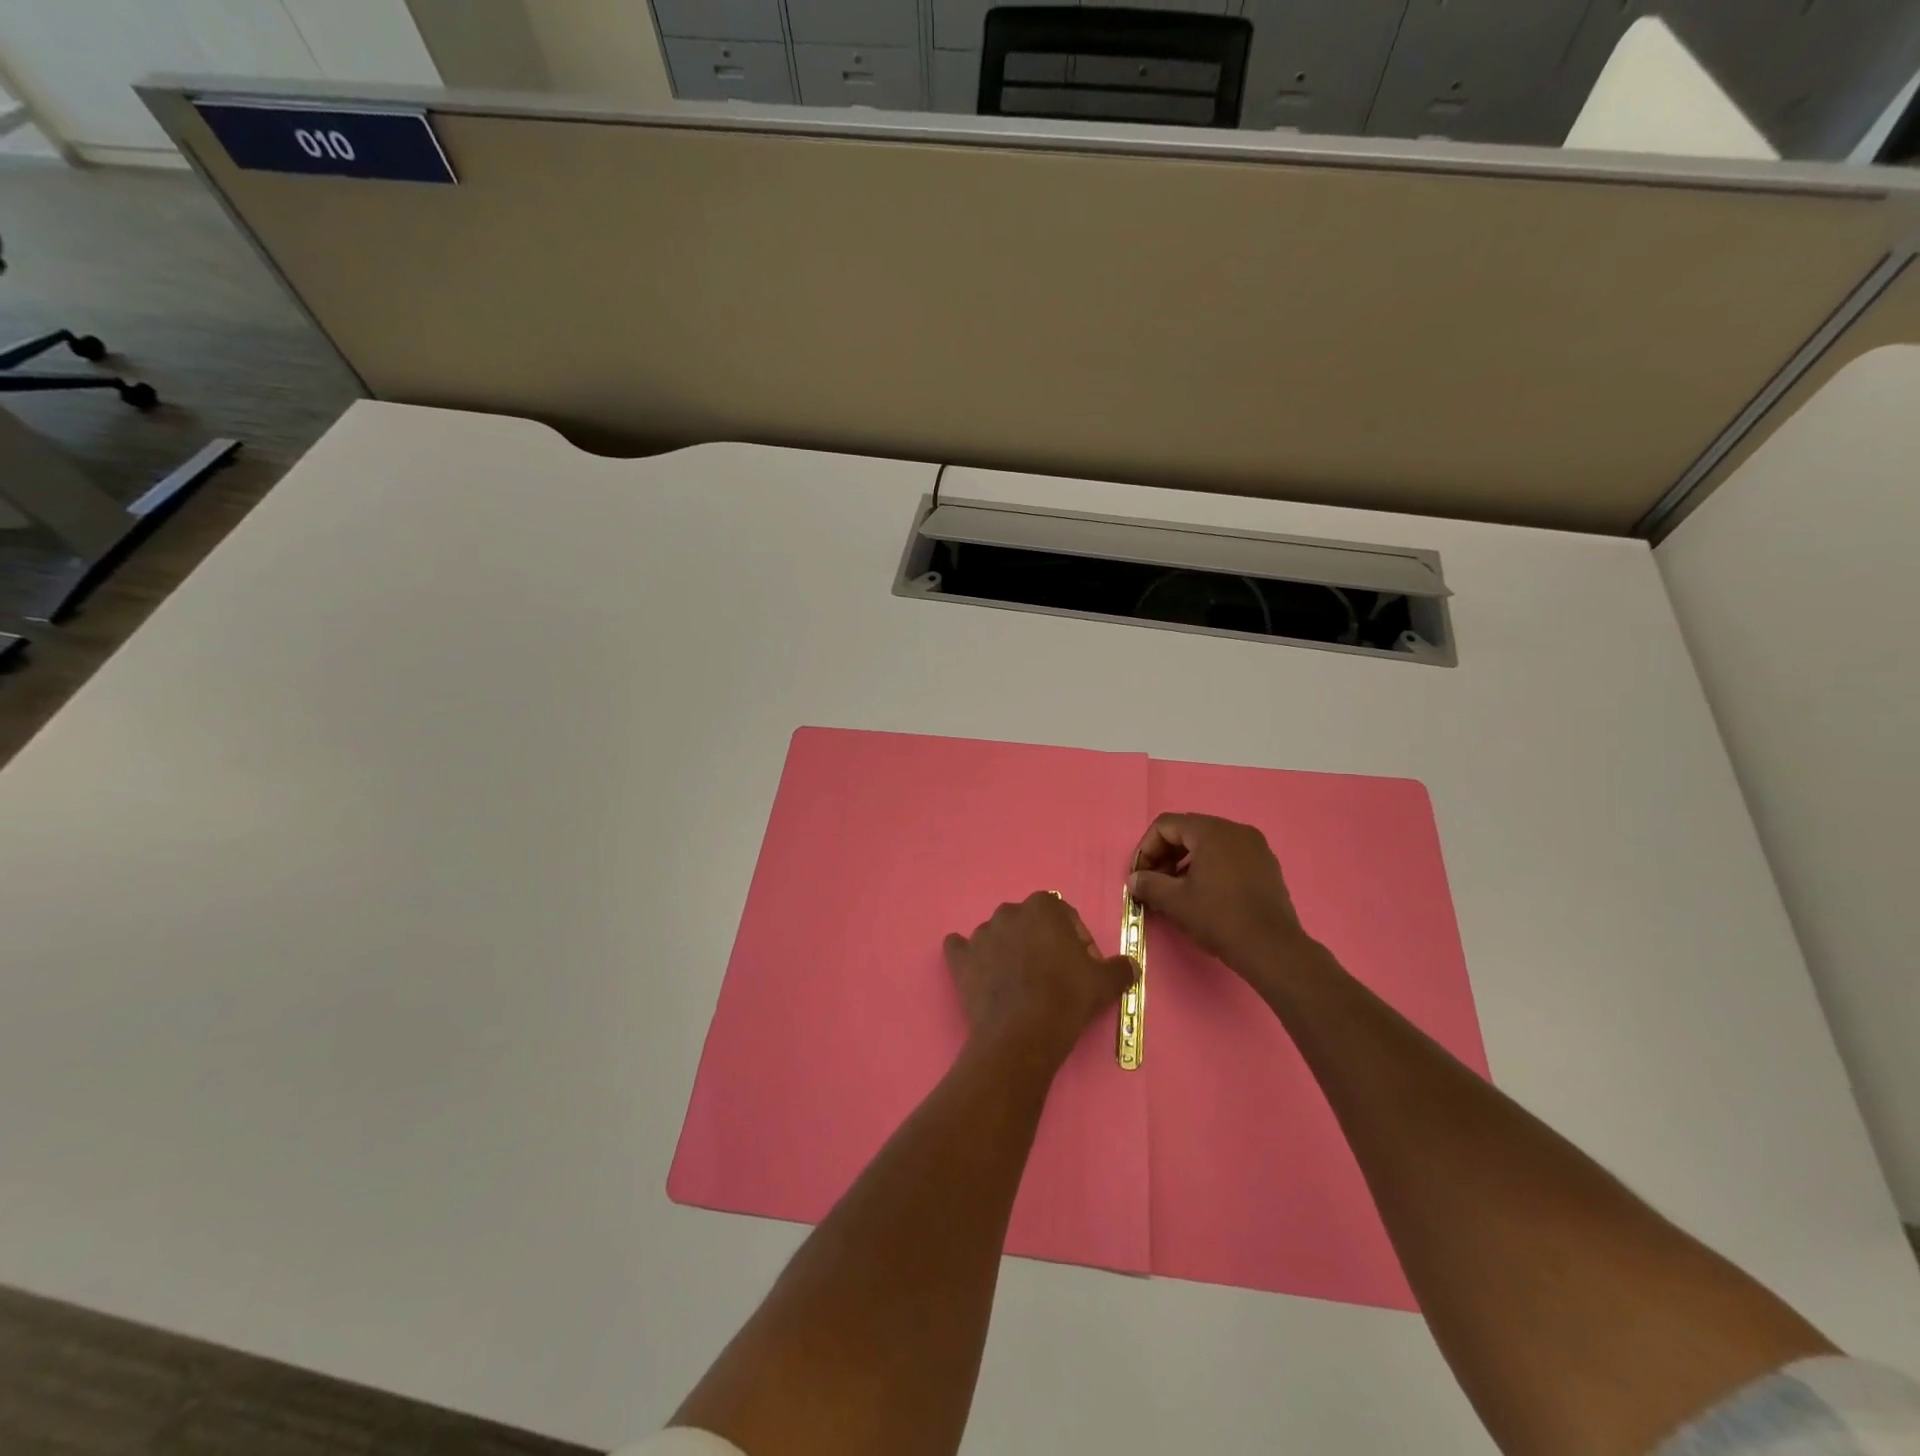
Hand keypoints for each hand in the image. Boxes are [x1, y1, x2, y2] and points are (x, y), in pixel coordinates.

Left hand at [944, 893, 1136, 1071]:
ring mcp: (980, 934)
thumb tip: (1130, 965)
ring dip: (1008, 952)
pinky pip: (961, 950)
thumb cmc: (1067, 998)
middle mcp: (1008, 912)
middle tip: (1052, 977)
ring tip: (1020, 986)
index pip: (1062, 915)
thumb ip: (1120, 967)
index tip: (1080, 965)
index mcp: (1043, 907)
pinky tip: (979, 975)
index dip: (1074, 939)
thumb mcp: (1105, 983)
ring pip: (998, 936)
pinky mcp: (960, 959)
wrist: (1022, 1034)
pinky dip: (968, 958)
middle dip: (1040, 943)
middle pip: (1029, 923)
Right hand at [1127, 814, 1316, 990]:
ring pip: (1209, 845)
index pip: (1166, 825)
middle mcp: (1235, 830)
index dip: (1146, 848)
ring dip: (1185, 863)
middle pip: (1188, 832)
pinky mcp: (1267, 866)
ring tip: (1176, 892)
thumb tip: (1134, 879)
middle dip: (1165, 856)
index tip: (1139, 876)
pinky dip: (1209, 868)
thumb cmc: (1219, 918)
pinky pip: (1229, 856)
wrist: (1272, 949)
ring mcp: (1255, 847)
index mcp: (1212, 831)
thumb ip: (1149, 884)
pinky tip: (1203, 895)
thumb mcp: (1175, 902)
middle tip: (1154, 884)